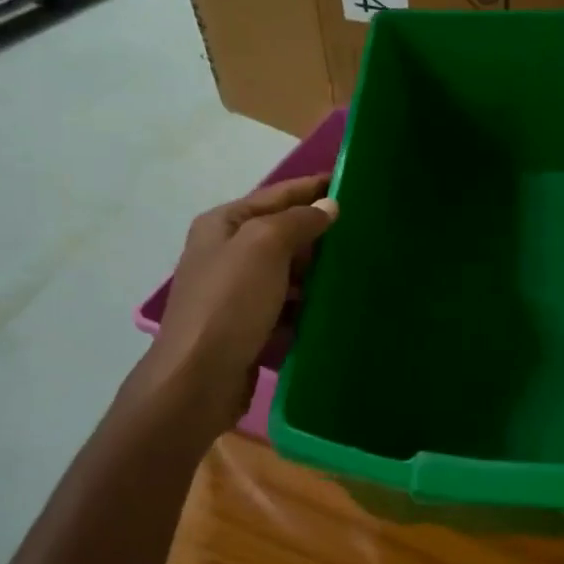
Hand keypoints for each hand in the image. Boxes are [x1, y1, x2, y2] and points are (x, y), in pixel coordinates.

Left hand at [154, 173, 337, 421]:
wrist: (198, 380)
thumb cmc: (230, 303)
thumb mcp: (264, 247)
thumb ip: (298, 220)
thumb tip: (328, 206)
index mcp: (224, 224)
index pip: (277, 194)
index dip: (312, 187)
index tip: (351, 182)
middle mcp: (226, 252)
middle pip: (281, 232)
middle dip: (318, 231)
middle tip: (365, 230)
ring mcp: (235, 292)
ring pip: (286, 271)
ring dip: (316, 270)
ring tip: (357, 268)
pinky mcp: (247, 326)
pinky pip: (285, 304)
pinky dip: (306, 303)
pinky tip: (333, 306)